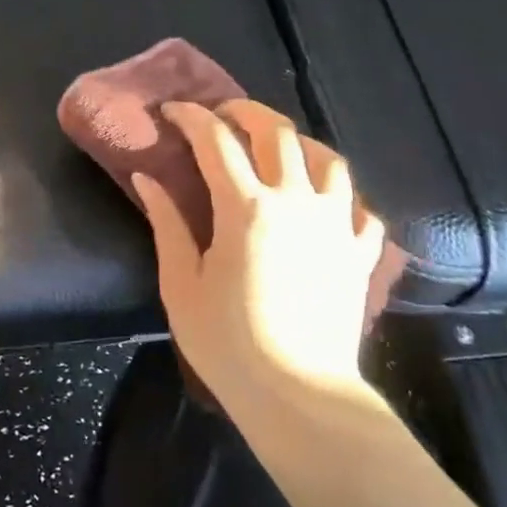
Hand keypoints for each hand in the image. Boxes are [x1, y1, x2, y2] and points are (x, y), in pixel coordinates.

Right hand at [131, 99, 386, 408]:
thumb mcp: (181, 284)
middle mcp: (296, 201)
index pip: (216, 140)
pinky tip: (326, 202)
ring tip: (279, 148)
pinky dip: (341, 196)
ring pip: (327, 159)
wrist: (298, 395)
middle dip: (246, 111)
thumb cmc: (228, 342)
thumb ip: (166, 224)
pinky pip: (360, 208)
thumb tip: (147, 178)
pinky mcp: (359, 253)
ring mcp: (335, 224)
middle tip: (223, 114)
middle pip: (277, 132)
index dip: (191, 117)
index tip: (172, 111)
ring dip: (299, 143)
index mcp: (246, 207)